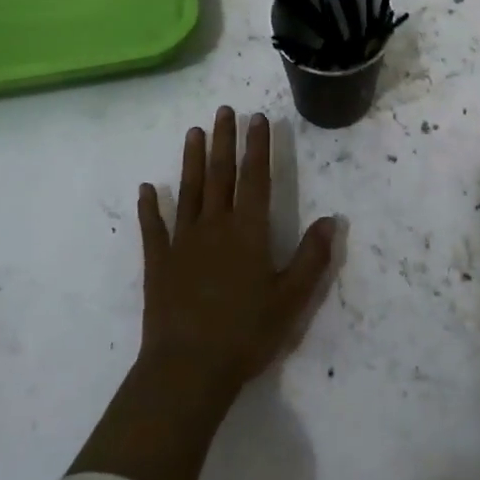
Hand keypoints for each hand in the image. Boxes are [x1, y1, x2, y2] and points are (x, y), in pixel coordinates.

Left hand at [70, 108, 337, 479]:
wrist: (187, 370)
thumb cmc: (246, 334)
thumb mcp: (291, 300)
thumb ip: (312, 258)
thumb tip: (332, 219)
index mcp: (248, 232)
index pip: (255, 178)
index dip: (258, 146)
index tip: (257, 118)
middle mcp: (214, 226)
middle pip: (220, 174)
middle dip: (224, 140)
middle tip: (224, 110)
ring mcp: (182, 242)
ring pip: (189, 191)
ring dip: (192, 160)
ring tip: (193, 132)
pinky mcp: (158, 263)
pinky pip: (153, 228)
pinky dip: (149, 207)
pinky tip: (146, 189)